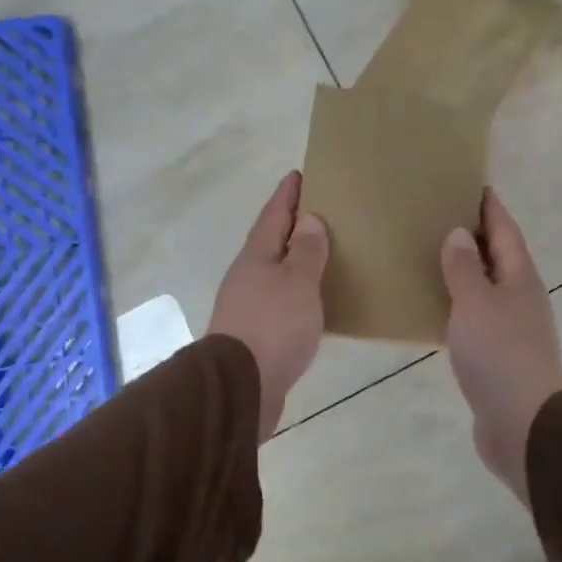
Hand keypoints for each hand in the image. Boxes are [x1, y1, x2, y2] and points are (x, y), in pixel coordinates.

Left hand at [208, 172, 329, 440]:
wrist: (241, 387)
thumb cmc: (273, 325)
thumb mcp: (297, 282)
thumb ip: (305, 251)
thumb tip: (308, 220)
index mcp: (256, 256)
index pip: (273, 214)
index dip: (287, 194)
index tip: (299, 174)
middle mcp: (247, 276)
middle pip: (270, 242)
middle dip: (290, 226)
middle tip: (317, 212)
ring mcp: (247, 306)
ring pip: (274, 273)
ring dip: (293, 261)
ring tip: (321, 254)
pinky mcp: (254, 335)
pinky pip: (279, 302)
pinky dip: (296, 294)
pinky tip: (312, 302)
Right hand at [442, 189, 561, 503]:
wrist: (523, 422)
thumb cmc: (499, 354)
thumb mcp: (475, 303)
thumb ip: (464, 268)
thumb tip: (459, 233)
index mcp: (519, 277)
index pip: (504, 230)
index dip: (489, 206)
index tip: (471, 184)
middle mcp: (520, 297)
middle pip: (498, 256)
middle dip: (474, 236)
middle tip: (440, 216)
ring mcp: (512, 328)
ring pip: (487, 288)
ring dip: (465, 272)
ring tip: (432, 257)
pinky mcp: (499, 355)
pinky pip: (476, 317)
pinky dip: (459, 305)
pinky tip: (436, 308)